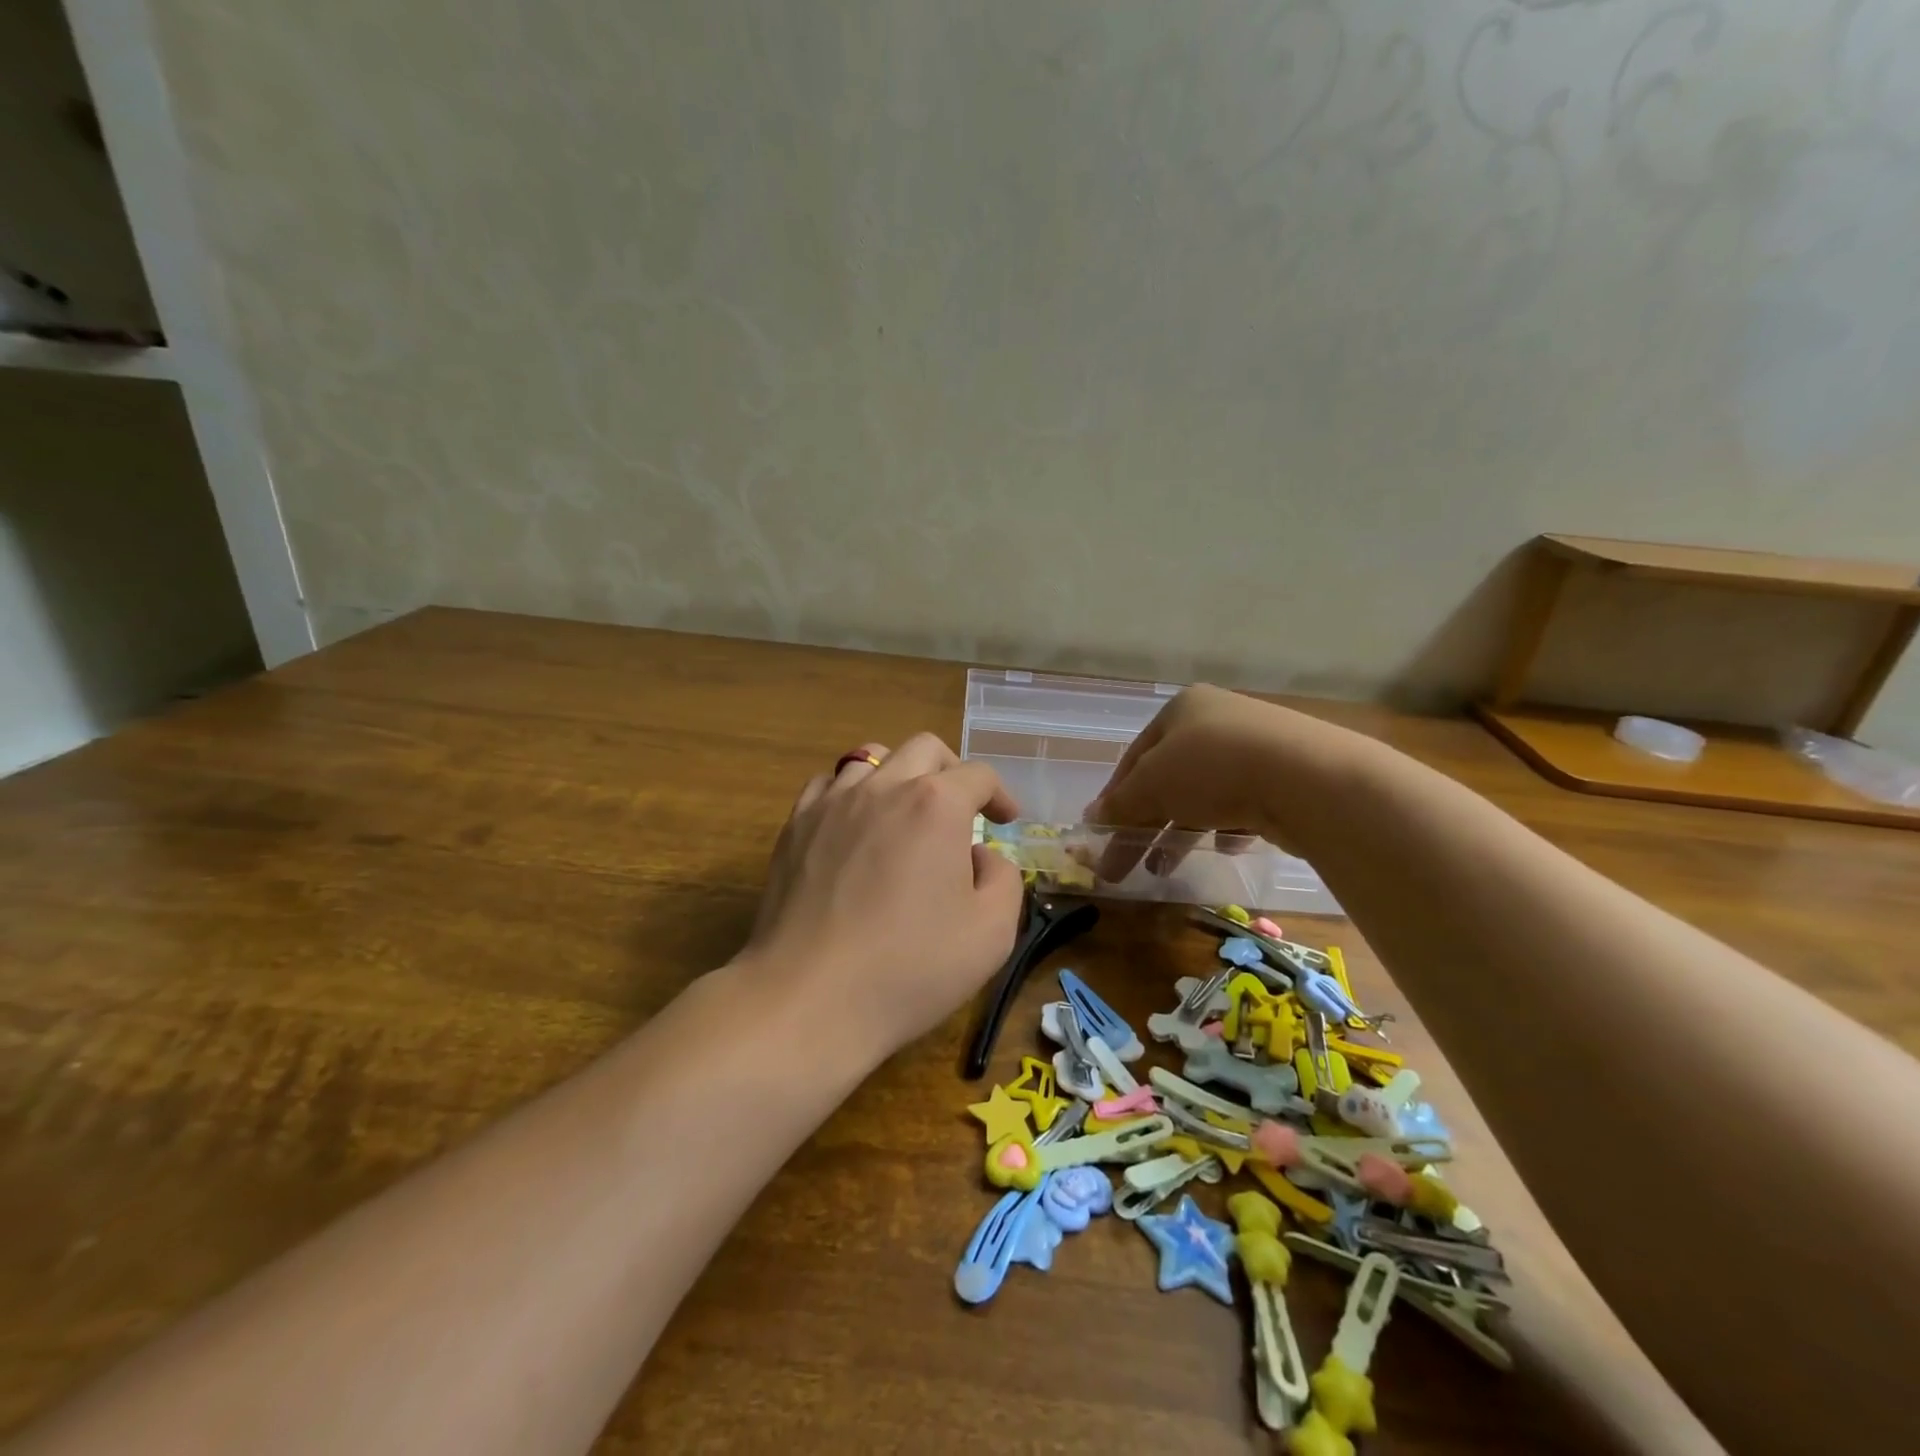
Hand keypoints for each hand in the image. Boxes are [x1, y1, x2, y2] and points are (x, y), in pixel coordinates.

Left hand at [745, 733, 1025, 1062]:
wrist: (810, 997)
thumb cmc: (910, 967)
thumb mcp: (992, 932)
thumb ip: (1003, 878)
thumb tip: (980, 856)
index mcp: (936, 805)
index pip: (978, 775)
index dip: (1000, 794)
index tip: (1005, 821)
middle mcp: (884, 787)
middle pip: (925, 749)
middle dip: (952, 772)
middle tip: (961, 811)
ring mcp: (833, 802)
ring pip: (872, 757)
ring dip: (900, 776)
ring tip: (906, 814)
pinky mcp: (795, 825)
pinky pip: (828, 784)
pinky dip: (851, 793)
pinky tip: (856, 827)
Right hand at [1085, 685, 1335, 880]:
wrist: (1308, 779)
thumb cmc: (1212, 769)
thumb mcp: (1151, 786)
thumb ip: (1120, 804)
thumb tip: (1090, 820)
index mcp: (1182, 709)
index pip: (1134, 757)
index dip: (1114, 798)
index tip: (1102, 835)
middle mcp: (1218, 720)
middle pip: (1168, 778)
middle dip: (1145, 822)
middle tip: (1126, 864)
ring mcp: (1257, 747)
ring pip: (1204, 794)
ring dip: (1180, 831)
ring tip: (1165, 868)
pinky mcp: (1287, 776)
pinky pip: (1244, 803)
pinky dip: (1227, 826)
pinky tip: (1225, 846)